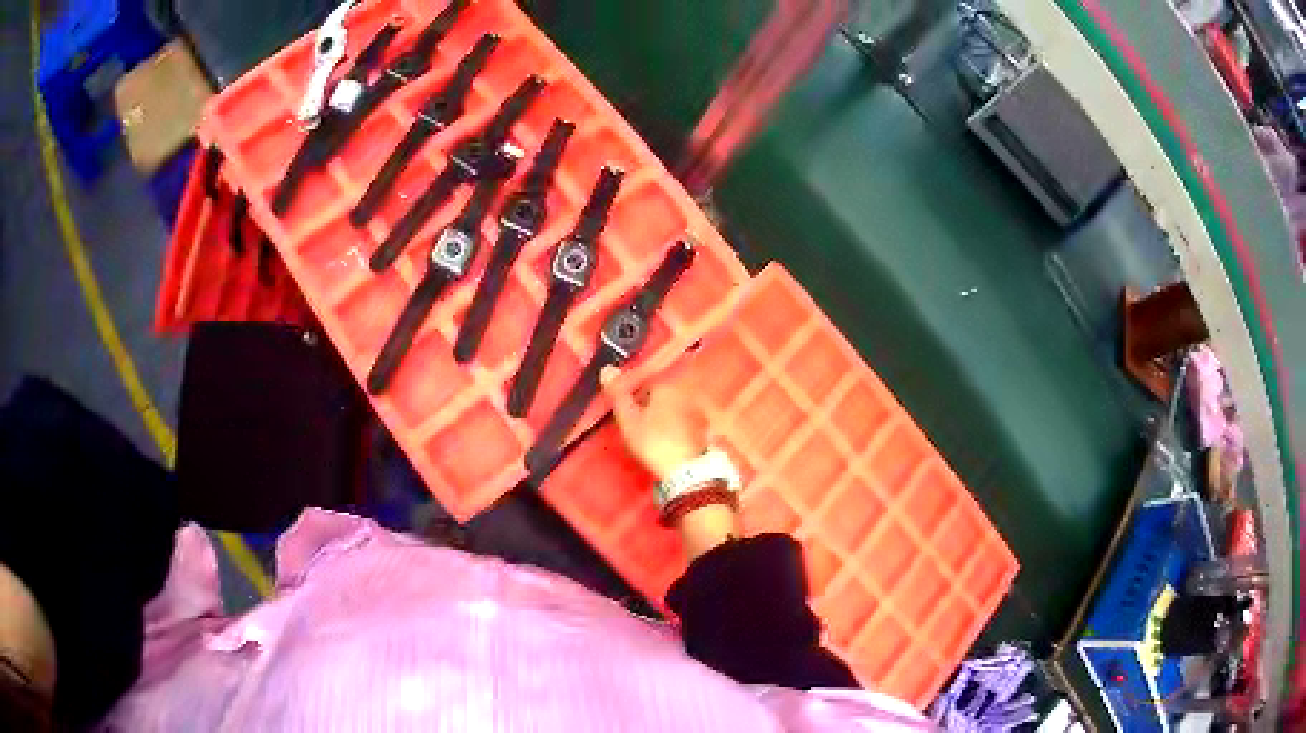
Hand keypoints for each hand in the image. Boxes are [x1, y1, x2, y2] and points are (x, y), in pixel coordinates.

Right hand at [602, 366, 736, 559]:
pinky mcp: (707, 428)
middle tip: (641, 427)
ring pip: (676, 408)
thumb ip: (619, 394)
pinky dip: (678, 429)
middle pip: (663, 395)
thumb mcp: (629, 419)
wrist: (687, 471)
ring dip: (666, 418)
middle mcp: (686, 392)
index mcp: (666, 385)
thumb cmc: (654, 442)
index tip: (629, 415)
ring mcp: (698, 410)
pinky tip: (671, 443)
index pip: (646, 383)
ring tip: (655, 436)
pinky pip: (687, 422)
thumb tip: (607, 367)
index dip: (634, 399)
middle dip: (651, 407)